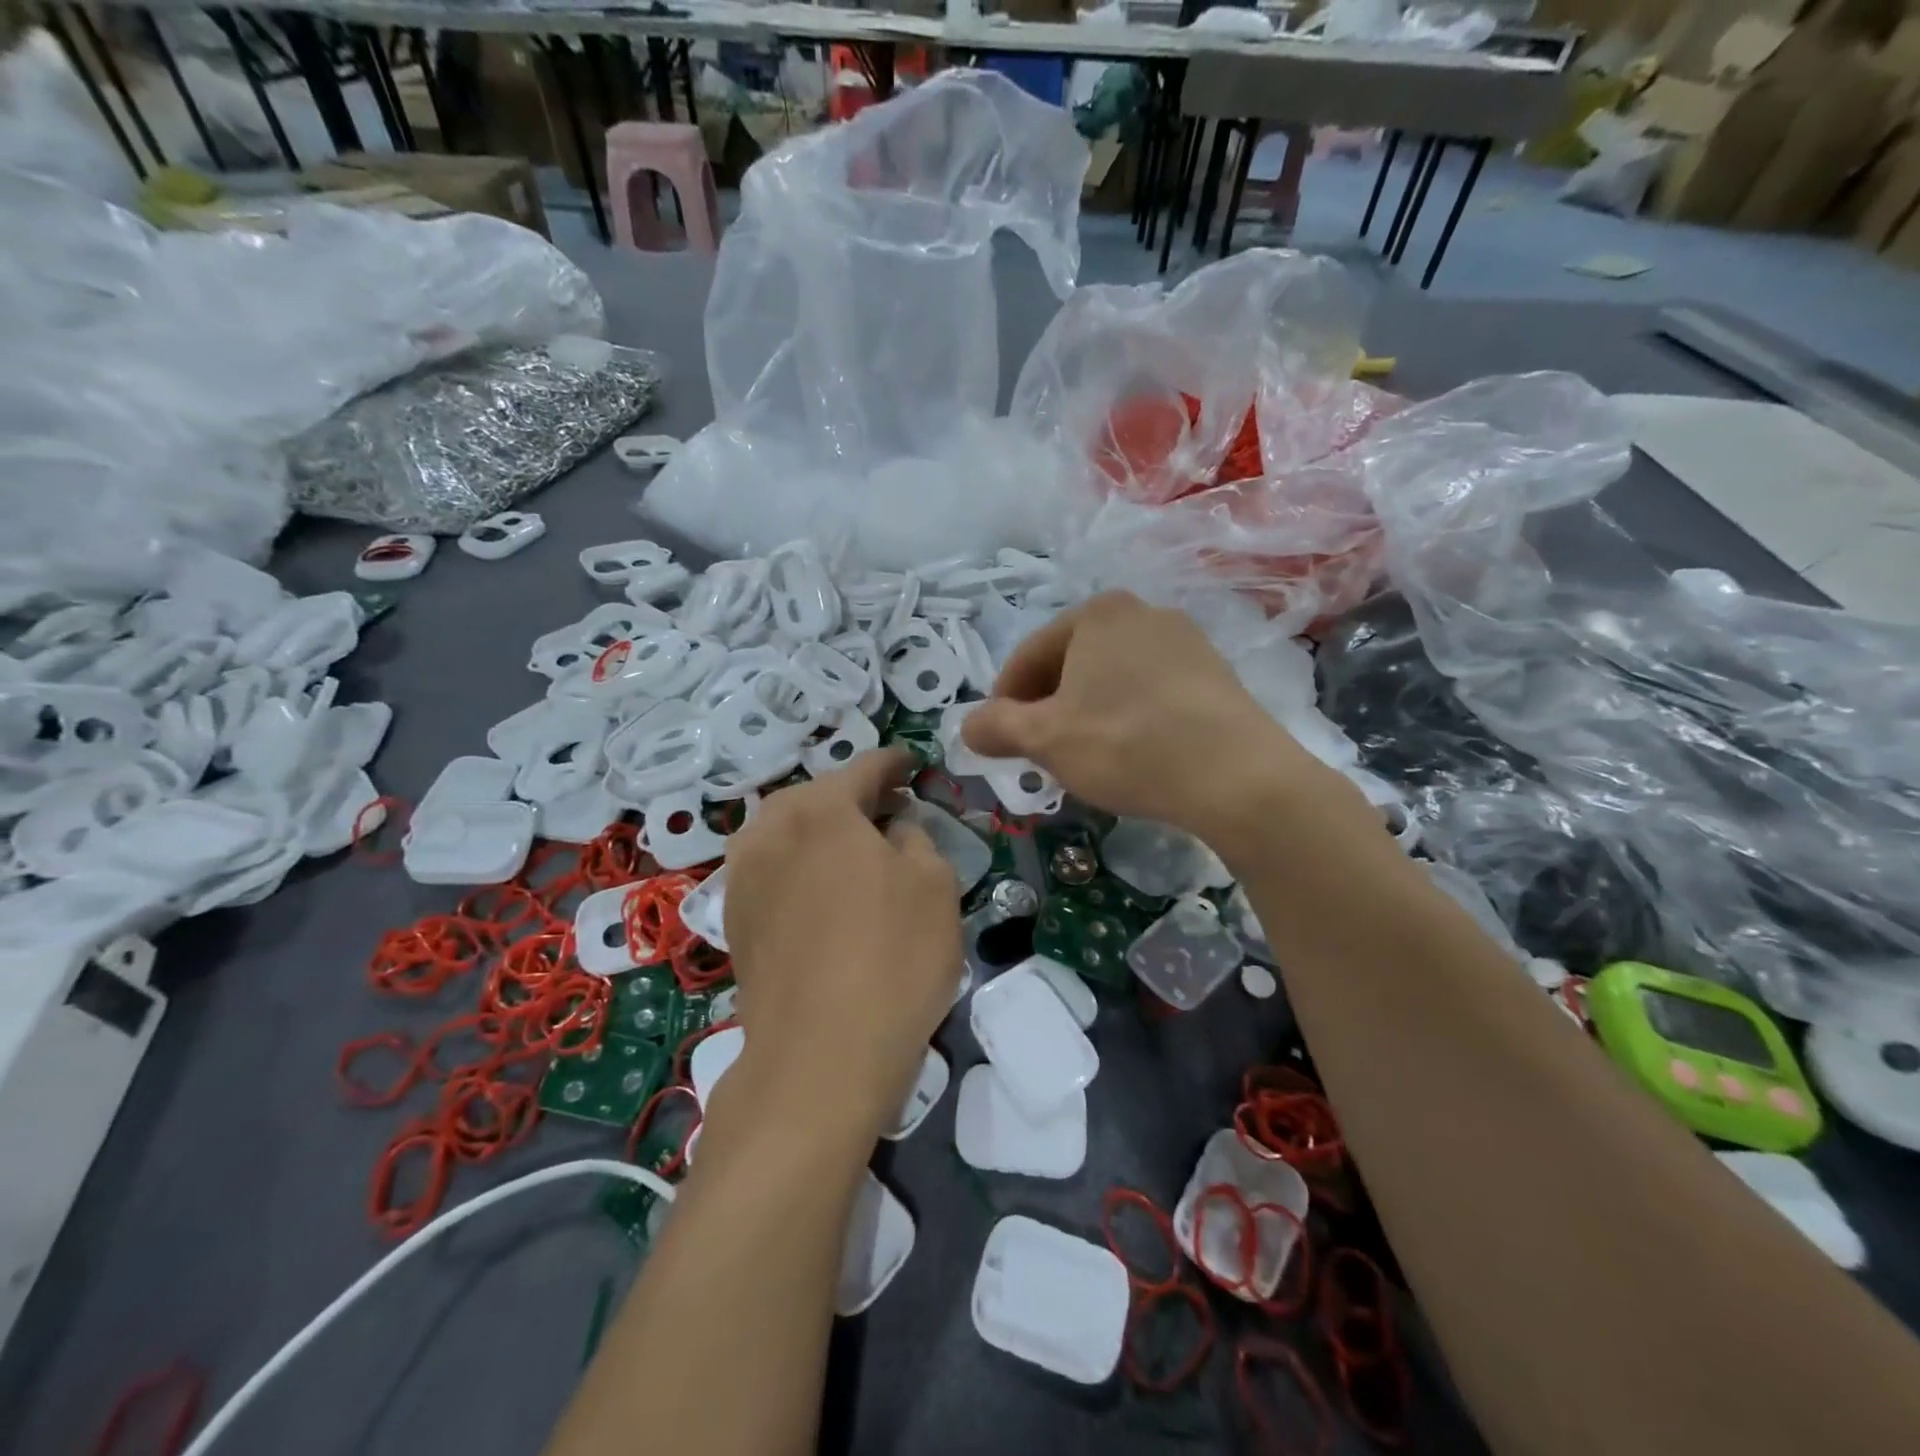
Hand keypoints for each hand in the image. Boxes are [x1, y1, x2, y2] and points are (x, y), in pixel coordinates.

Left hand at [721, 747, 960, 1132]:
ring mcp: (743, 875)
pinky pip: (774, 869)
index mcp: (820, 808)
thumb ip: (916, 837)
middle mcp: (770, 829)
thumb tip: (893, 828)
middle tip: (892, 809)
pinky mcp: (735, 919)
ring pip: (789, 831)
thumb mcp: (934, 884)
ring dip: (824, 831)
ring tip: (857, 850)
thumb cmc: (892, 958)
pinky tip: (825, 891)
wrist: (819, 1057)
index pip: (865, 768)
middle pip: (819, 796)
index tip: (913, 764)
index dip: (895, 763)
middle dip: (856, 797)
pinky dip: (802, 864)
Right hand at [962, 591, 1327, 854]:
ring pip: (1111, 678)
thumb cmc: (1126, 745)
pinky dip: (1129, 717)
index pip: (1028, 656)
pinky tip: (1133, 753)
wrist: (1236, 776)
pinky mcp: (1215, 673)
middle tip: (1041, 753)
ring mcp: (1185, 640)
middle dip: (1048, 708)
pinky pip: (1150, 691)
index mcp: (1095, 614)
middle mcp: (1141, 612)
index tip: (999, 740)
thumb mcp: (1045, 740)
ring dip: (1087, 713)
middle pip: (1071, 664)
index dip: (1004, 701)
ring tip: (1086, 757)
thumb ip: (995, 727)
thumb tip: (965, 727)